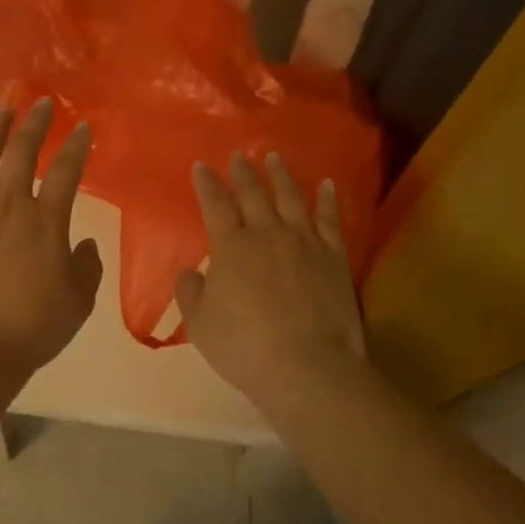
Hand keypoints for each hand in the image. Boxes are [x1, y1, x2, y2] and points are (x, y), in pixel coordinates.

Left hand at [0, 99, 104, 369]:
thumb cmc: (34, 326)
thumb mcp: (78, 301)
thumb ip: (87, 267)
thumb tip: (85, 244)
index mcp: (46, 222)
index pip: (66, 172)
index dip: (76, 146)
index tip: (82, 126)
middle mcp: (9, 206)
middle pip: (21, 153)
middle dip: (34, 123)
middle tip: (42, 103)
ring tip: (1, 110)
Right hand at [176, 154, 365, 403]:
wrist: (309, 368)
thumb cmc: (245, 347)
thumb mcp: (200, 324)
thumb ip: (190, 291)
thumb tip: (192, 271)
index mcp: (230, 246)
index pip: (215, 205)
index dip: (207, 184)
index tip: (201, 166)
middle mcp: (267, 234)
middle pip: (253, 194)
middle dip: (243, 172)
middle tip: (238, 155)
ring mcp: (304, 242)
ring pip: (291, 198)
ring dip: (280, 175)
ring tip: (274, 157)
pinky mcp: (334, 257)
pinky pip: (330, 219)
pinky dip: (327, 199)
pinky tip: (326, 185)